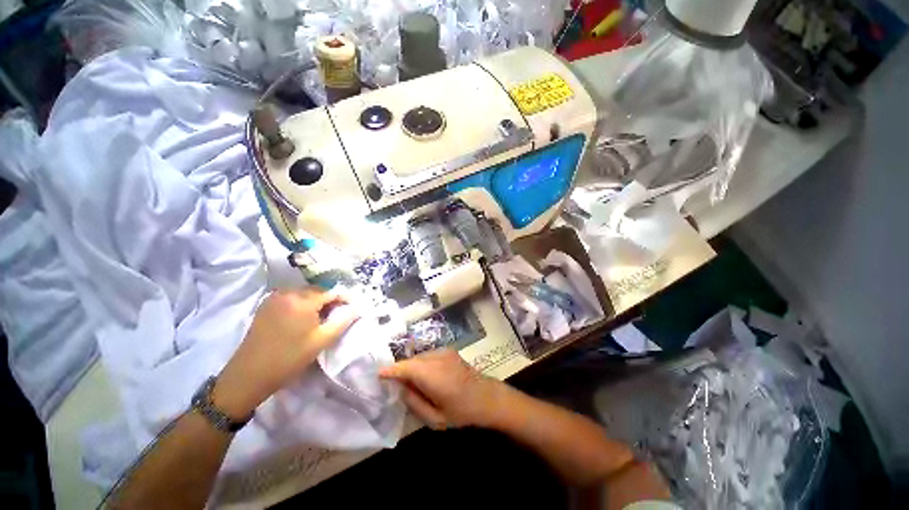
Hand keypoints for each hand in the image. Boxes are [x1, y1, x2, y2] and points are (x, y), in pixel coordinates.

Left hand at [214, 288, 358, 418]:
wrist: (249, 374)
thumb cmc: (289, 358)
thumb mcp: (322, 340)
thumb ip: (342, 321)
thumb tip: (357, 308)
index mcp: (302, 301)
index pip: (330, 291)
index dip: (343, 299)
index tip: (351, 308)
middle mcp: (288, 293)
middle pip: (317, 290)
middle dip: (329, 299)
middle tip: (336, 314)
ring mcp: (274, 297)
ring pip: (304, 293)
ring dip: (315, 301)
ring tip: (320, 317)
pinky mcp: (266, 304)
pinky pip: (291, 297)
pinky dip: (301, 303)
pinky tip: (302, 317)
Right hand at [379, 350, 507, 429]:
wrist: (486, 396)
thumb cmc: (461, 411)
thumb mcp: (435, 418)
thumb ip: (414, 403)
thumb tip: (401, 388)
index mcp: (433, 376)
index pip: (406, 368)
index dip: (391, 370)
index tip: (378, 374)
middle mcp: (438, 358)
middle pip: (412, 361)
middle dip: (401, 370)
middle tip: (395, 385)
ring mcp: (445, 352)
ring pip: (420, 357)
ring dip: (412, 367)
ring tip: (411, 383)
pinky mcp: (449, 351)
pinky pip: (428, 356)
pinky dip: (421, 364)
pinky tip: (425, 376)